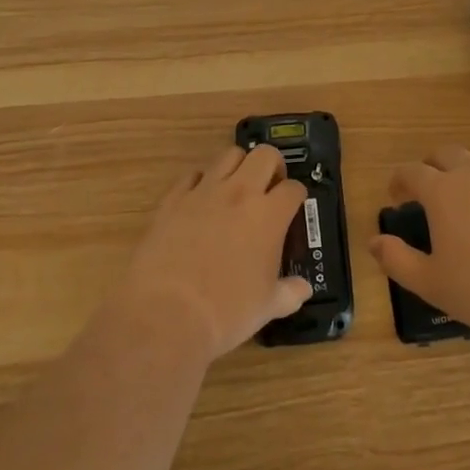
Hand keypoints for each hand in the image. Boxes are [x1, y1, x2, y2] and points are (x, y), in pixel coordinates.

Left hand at [116, 145, 312, 358]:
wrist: (165, 314)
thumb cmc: (226, 313)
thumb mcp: (267, 307)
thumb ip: (289, 293)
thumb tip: (304, 289)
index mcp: (269, 215)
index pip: (293, 188)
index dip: (297, 196)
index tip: (293, 207)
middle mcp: (239, 193)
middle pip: (264, 154)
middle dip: (273, 165)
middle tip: (270, 186)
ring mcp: (204, 192)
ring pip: (228, 155)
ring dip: (239, 166)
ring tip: (237, 187)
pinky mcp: (173, 199)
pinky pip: (192, 176)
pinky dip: (201, 182)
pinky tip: (201, 201)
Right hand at [368, 146, 469, 335]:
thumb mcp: (431, 283)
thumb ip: (397, 260)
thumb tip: (374, 242)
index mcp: (443, 191)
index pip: (411, 171)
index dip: (399, 180)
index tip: (396, 194)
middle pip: (445, 154)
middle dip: (430, 166)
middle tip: (428, 188)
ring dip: (465, 171)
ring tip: (466, 198)